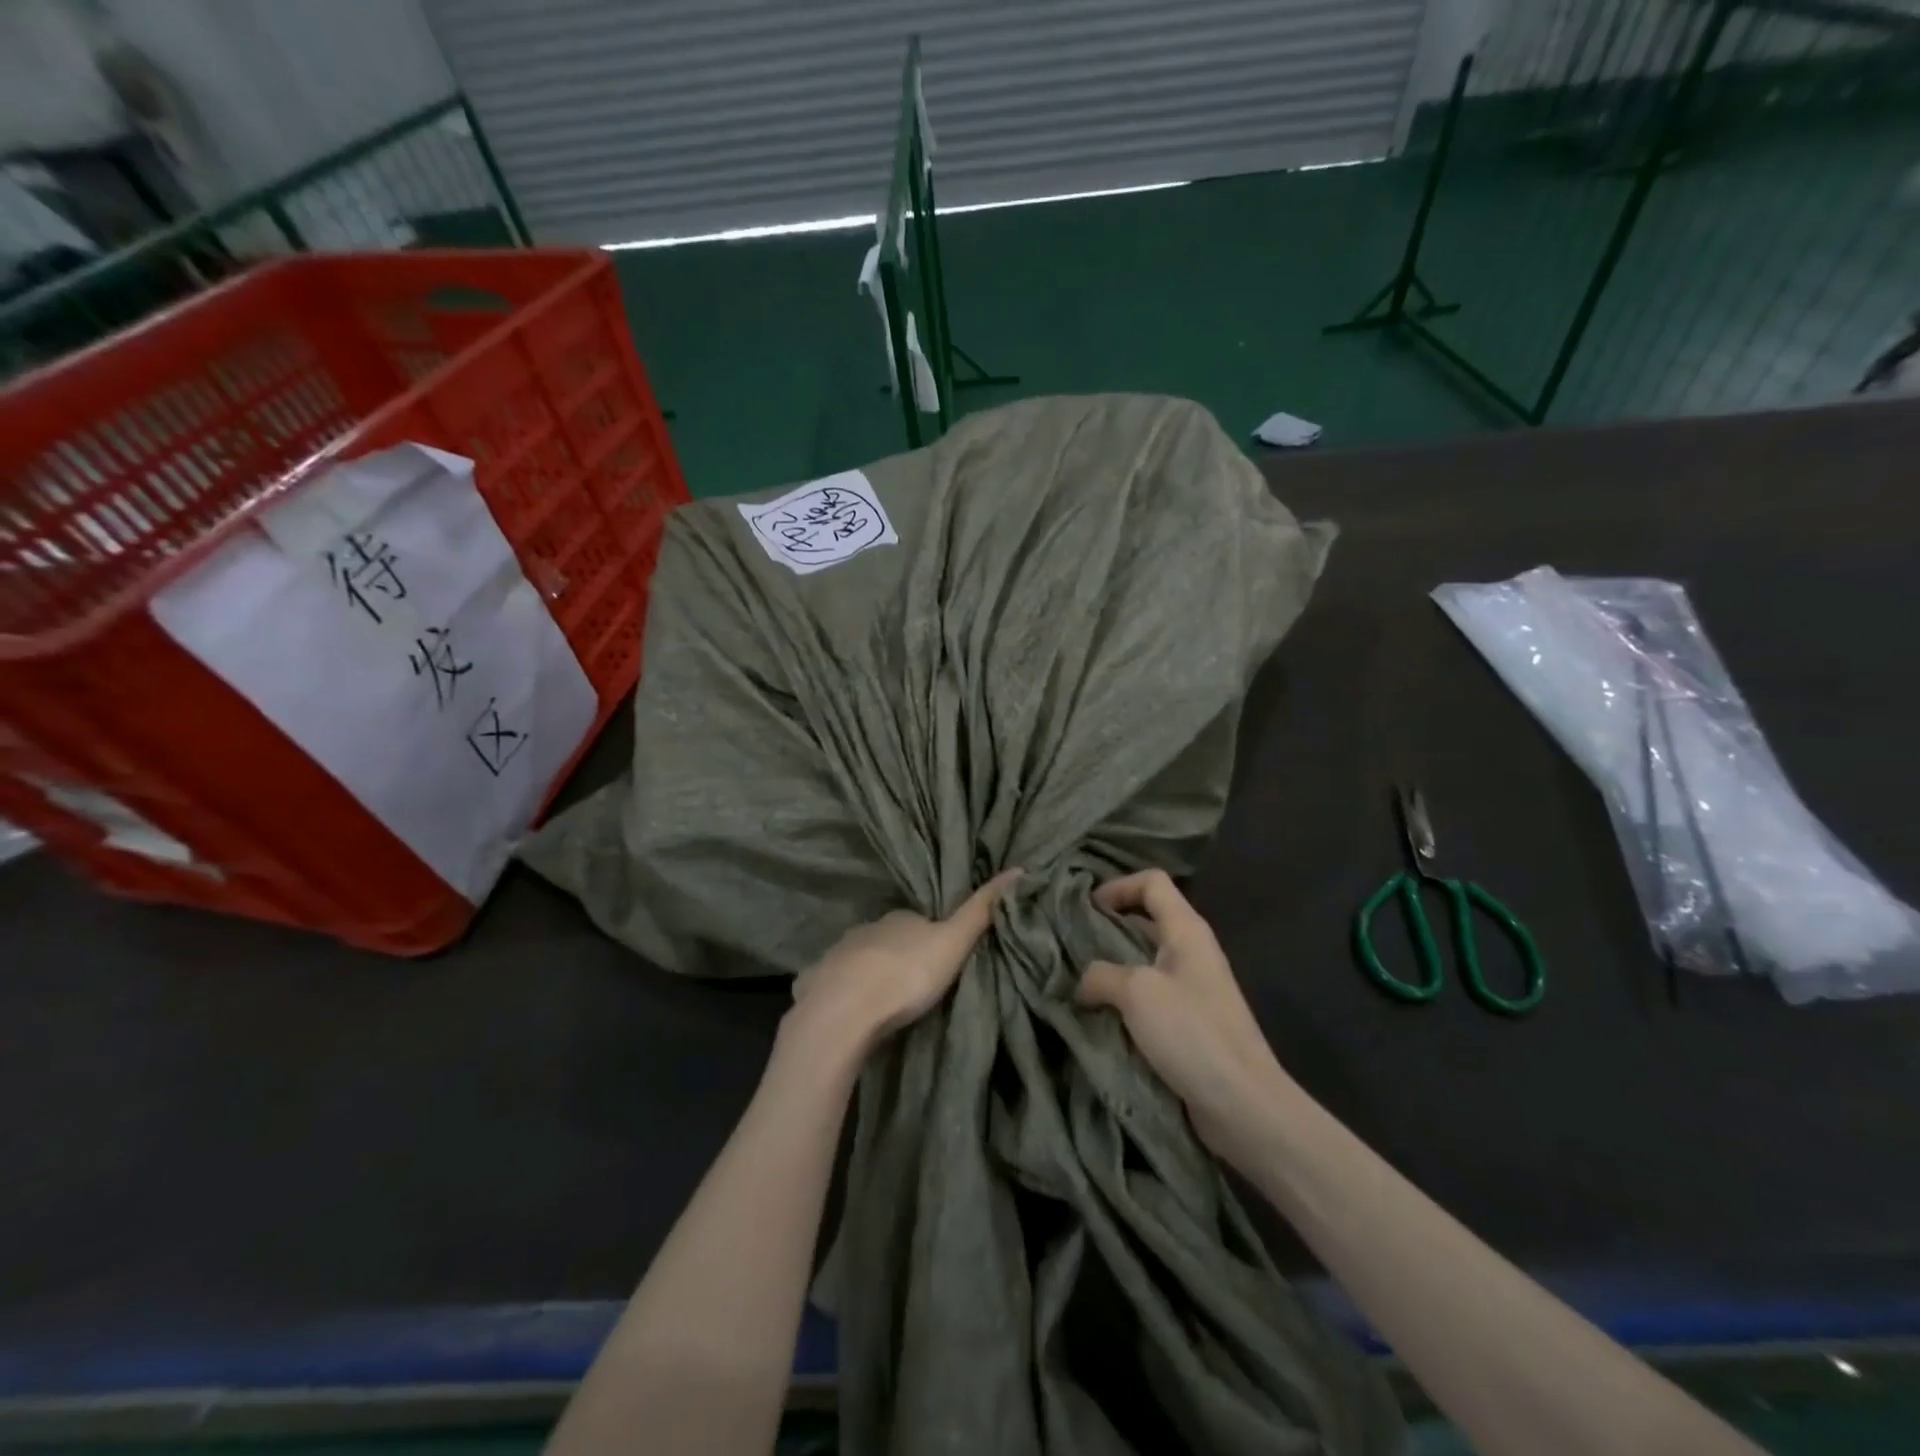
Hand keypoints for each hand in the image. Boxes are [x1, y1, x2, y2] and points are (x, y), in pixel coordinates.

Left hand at [786, 870, 1021, 1059]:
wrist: (844, 1012)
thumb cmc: (906, 974)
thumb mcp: (953, 942)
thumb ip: (982, 910)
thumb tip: (1019, 869)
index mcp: (899, 918)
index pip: (918, 920)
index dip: (931, 935)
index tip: (941, 957)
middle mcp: (866, 929)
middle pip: (888, 939)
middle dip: (899, 954)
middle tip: (915, 983)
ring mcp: (836, 955)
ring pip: (859, 959)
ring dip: (871, 973)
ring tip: (885, 1000)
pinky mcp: (815, 984)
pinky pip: (831, 984)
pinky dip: (841, 992)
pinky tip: (849, 1011)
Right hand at [1078, 870, 1295, 1157]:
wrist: (1243, 1104)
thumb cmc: (1192, 1033)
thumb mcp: (1136, 993)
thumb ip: (1101, 975)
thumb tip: (1084, 982)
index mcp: (1187, 931)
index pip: (1152, 882)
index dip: (1118, 886)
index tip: (1087, 908)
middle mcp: (1192, 951)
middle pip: (1147, 918)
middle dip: (1109, 926)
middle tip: (1072, 943)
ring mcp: (1194, 988)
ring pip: (1145, 960)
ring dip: (1113, 966)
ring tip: (1078, 980)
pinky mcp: (1190, 1023)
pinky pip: (1150, 996)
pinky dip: (1124, 999)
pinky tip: (1100, 1015)